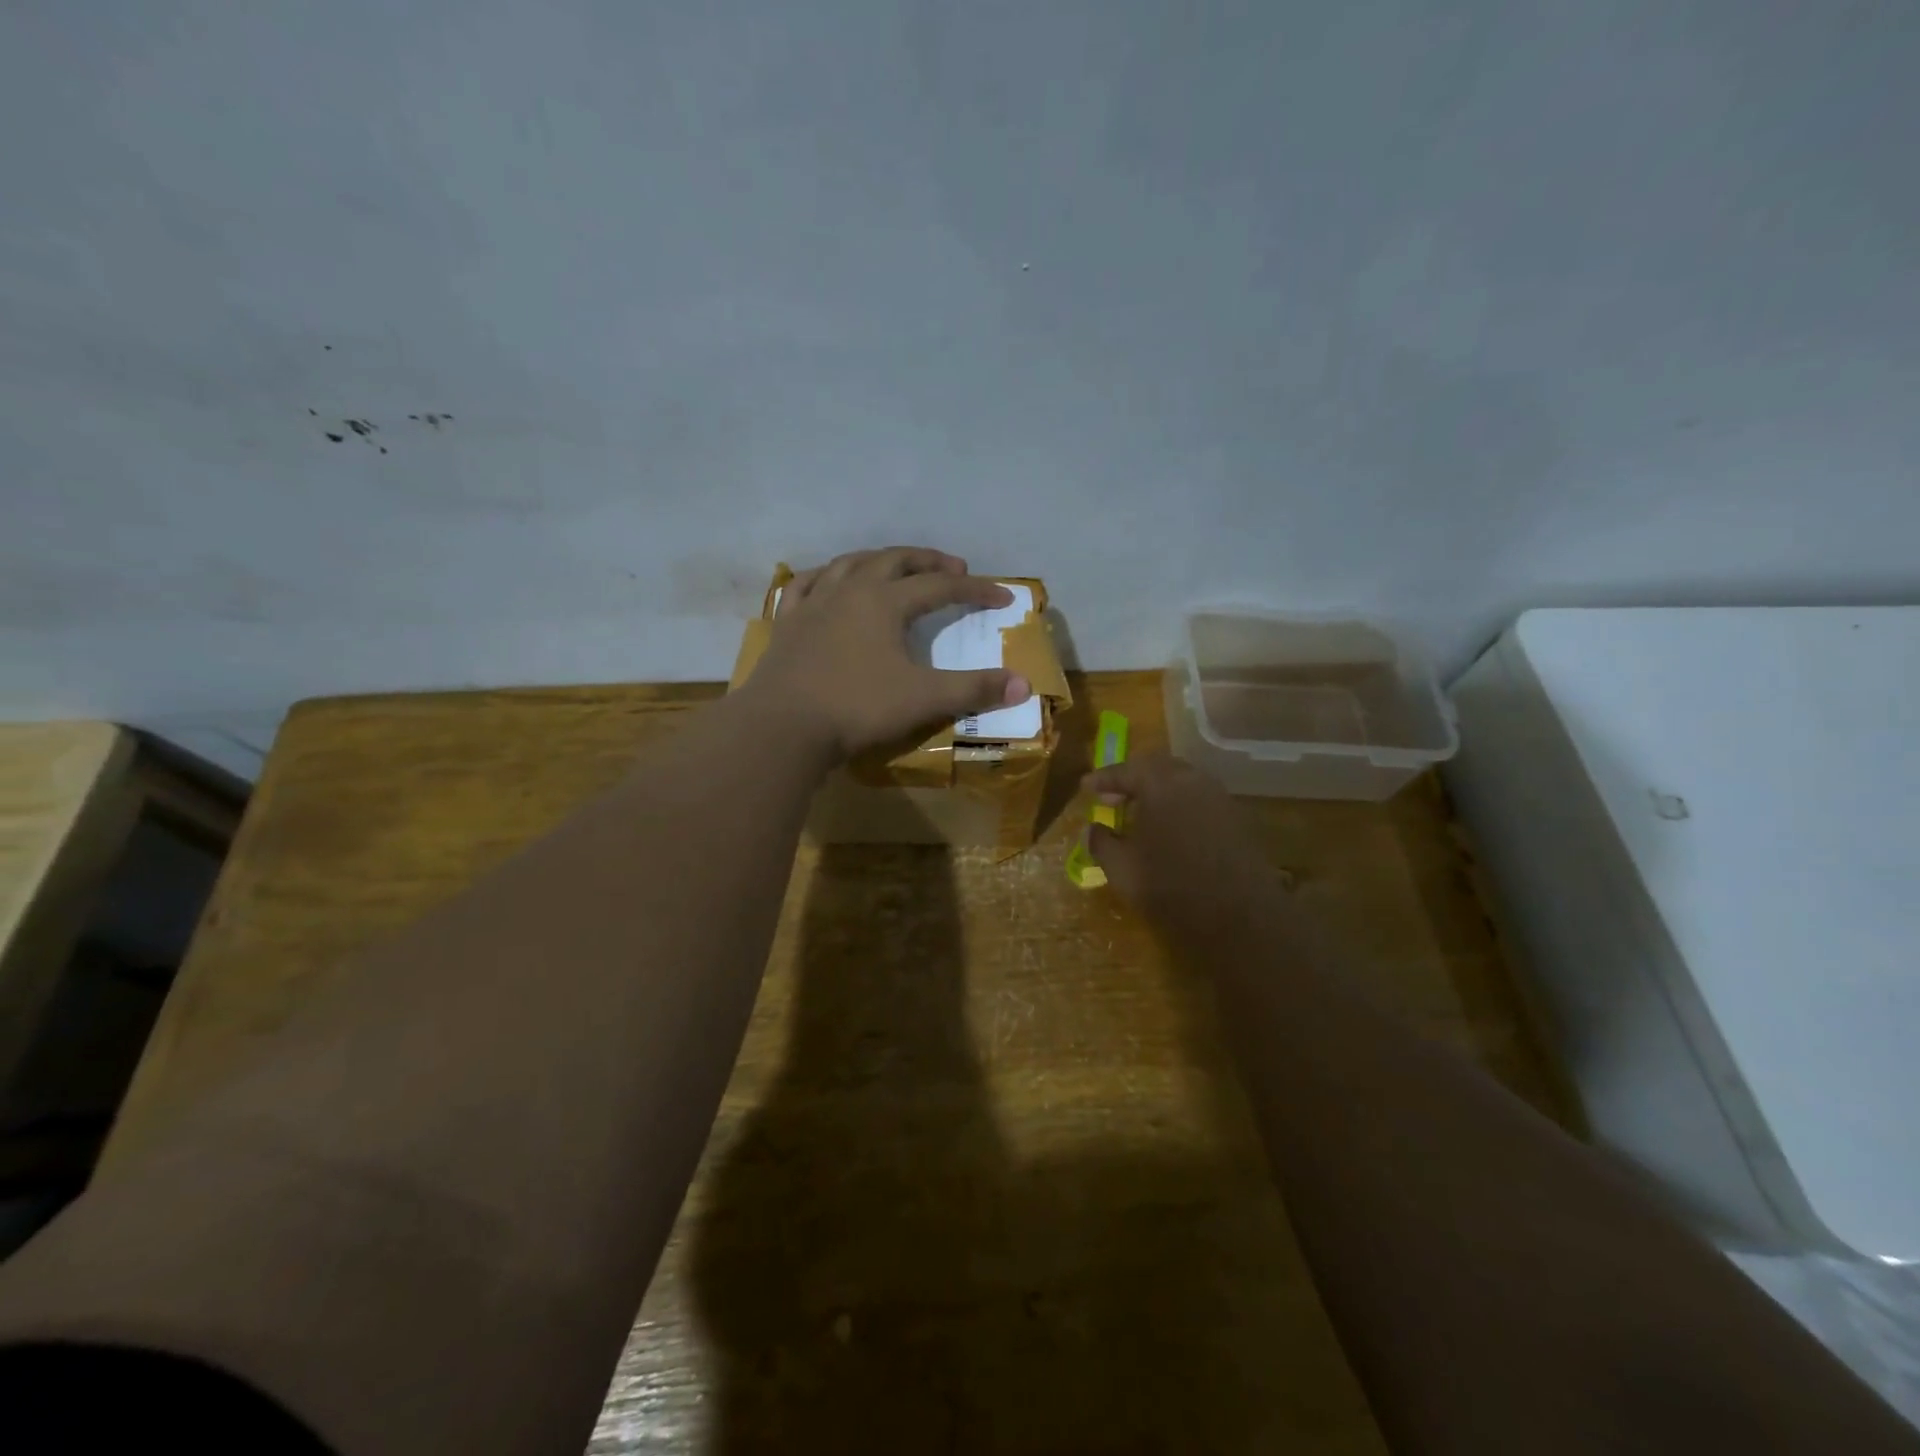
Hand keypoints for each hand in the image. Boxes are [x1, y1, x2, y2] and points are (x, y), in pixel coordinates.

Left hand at [744, 546, 1032, 761]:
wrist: (783, 726)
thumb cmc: (857, 708)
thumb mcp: (923, 699)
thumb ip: (974, 690)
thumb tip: (1024, 685)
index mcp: (885, 602)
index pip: (940, 586)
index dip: (974, 589)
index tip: (1002, 597)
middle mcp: (850, 590)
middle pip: (895, 560)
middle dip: (928, 561)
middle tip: (953, 567)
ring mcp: (813, 603)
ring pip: (849, 563)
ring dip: (879, 559)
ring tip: (896, 565)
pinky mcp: (786, 622)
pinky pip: (804, 584)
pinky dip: (823, 576)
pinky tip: (827, 579)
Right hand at [1084, 754, 1293, 944]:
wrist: (1240, 918)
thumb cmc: (1170, 887)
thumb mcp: (1121, 869)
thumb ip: (1101, 843)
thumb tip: (1092, 829)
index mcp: (1161, 784)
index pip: (1126, 770)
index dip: (1103, 778)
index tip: (1086, 787)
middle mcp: (1193, 780)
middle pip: (1157, 767)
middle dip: (1132, 779)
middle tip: (1112, 796)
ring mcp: (1220, 798)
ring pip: (1182, 782)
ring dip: (1158, 791)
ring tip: (1140, 813)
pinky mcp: (1237, 820)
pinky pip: (1200, 800)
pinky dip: (1179, 806)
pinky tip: (1170, 829)